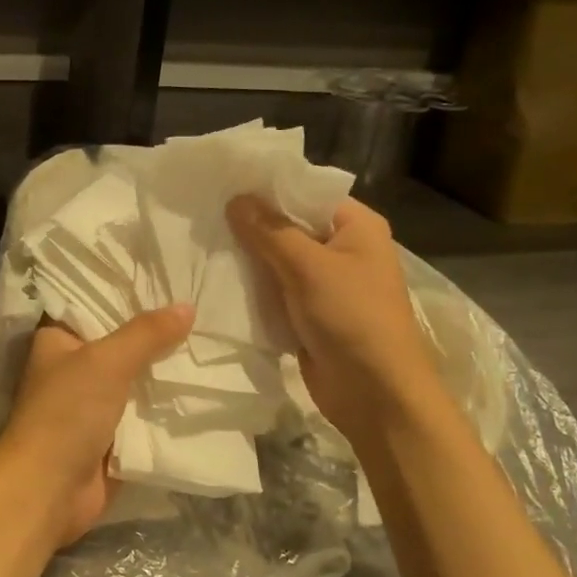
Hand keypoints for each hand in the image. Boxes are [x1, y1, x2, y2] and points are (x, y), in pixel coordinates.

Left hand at [0, 305, 193, 548]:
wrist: (48, 490)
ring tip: (210, 342)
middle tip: (202, 309)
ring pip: (136, 379)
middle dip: (157, 335)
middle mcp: (72, 368)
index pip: (95, 305)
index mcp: (57, 340)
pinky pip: (144, 414)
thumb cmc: (66, 413)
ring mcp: (91, 404)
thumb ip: (146, 334)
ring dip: (165, 371)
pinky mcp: (110, 437)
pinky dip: (166, 406)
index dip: (129, 294)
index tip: (169, 279)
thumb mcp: (106, 362)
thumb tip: (187, 307)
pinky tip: (203, 387)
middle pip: (121, 344)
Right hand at [226, 195, 435, 436]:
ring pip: (278, 260)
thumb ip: (270, 231)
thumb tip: (236, 198)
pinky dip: (252, 287)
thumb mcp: (309, 267)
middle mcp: (343, 249)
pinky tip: (215, 278)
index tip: (223, 181)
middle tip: (202, 212)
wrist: (375, 394)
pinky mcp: (308, 313)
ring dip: (248, 258)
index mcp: (356, 226)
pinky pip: (275, 291)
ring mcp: (325, 284)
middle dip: (251, 224)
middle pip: (289, 226)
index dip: (267, 188)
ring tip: (201, 241)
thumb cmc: (352, 318)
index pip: (306, 193)